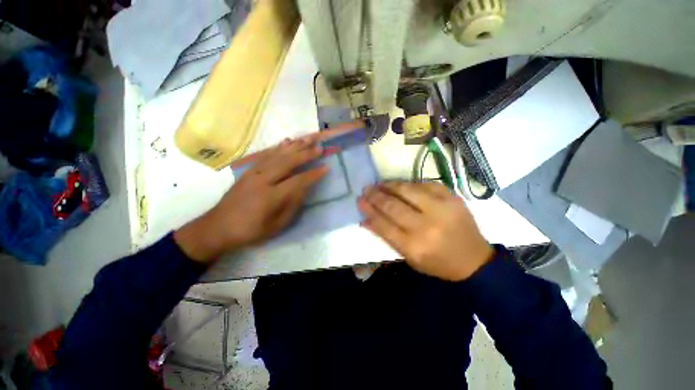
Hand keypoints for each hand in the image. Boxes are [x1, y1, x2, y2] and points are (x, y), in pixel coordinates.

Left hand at [174, 136, 328, 261]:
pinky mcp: (248, 171)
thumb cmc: (250, 230)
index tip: (326, 167)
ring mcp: (254, 173)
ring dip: (294, 145)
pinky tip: (286, 142)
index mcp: (271, 197)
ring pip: (277, 155)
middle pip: (288, 162)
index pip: (298, 181)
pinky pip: (265, 155)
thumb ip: (292, 206)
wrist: (217, 227)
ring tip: (307, 138)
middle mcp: (263, 180)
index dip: (313, 174)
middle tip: (319, 146)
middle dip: (306, 153)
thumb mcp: (276, 226)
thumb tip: (304, 189)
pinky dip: (278, 147)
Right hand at [358, 182, 493, 280]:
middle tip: (366, 189)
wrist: (474, 259)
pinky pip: (425, 184)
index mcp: (414, 247)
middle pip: (393, 206)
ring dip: (390, 185)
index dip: (369, 210)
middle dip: (376, 196)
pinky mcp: (452, 198)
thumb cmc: (437, 263)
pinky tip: (401, 185)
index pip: (383, 224)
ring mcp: (441, 209)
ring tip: (379, 184)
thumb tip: (365, 220)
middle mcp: (426, 227)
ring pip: (407, 190)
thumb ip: (386, 237)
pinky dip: (410, 184)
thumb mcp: (409, 258)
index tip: (360, 201)